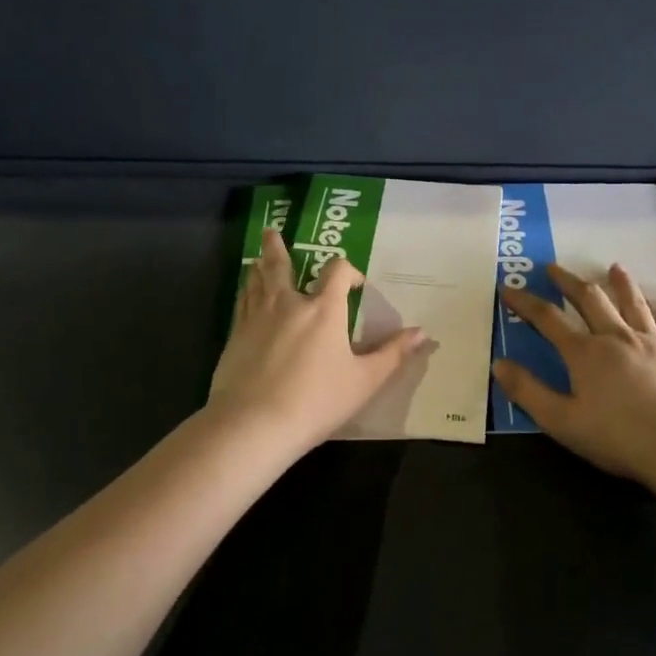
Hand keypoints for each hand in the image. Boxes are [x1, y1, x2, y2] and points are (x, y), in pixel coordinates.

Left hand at [208, 231, 427, 454]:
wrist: (254, 423)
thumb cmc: (317, 401)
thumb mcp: (364, 381)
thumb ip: (392, 354)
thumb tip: (421, 333)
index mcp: (324, 310)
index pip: (337, 271)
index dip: (348, 271)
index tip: (354, 284)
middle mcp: (288, 304)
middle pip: (280, 264)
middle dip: (277, 248)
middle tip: (271, 231)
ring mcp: (256, 318)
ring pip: (256, 281)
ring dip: (259, 266)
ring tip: (257, 259)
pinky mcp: (234, 336)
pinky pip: (241, 303)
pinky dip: (245, 292)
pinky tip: (244, 294)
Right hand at [494, 263, 655, 486]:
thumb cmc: (617, 438)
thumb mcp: (561, 421)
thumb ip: (528, 391)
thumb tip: (499, 364)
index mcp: (585, 353)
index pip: (548, 319)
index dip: (525, 302)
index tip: (508, 287)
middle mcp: (617, 337)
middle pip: (590, 300)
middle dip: (569, 282)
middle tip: (553, 268)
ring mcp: (654, 343)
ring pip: (635, 304)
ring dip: (622, 285)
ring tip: (614, 268)